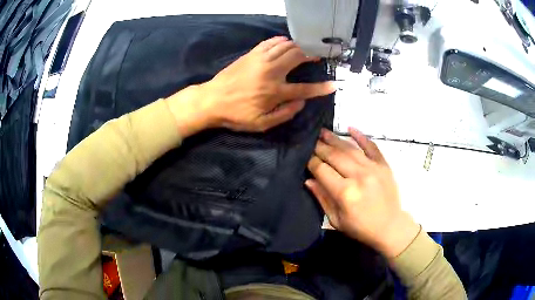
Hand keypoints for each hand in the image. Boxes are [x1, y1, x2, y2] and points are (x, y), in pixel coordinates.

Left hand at [193, 36, 334, 131]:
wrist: (212, 100)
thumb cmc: (236, 115)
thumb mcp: (261, 124)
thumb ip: (285, 114)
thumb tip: (301, 102)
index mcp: (275, 91)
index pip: (305, 89)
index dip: (321, 88)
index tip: (333, 85)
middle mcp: (271, 71)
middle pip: (298, 57)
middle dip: (312, 56)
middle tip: (318, 57)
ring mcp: (261, 60)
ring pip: (286, 46)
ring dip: (299, 46)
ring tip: (305, 50)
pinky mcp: (251, 54)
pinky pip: (270, 42)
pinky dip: (281, 41)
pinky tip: (286, 42)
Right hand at [306, 128, 419, 257]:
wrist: (390, 227)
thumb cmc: (361, 228)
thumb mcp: (336, 220)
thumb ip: (322, 198)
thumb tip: (309, 180)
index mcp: (345, 193)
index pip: (322, 170)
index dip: (311, 162)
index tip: (304, 157)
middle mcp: (359, 176)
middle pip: (334, 156)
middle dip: (320, 147)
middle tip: (310, 140)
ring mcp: (373, 168)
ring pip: (350, 149)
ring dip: (335, 139)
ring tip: (323, 131)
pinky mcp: (384, 165)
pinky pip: (371, 147)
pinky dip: (361, 136)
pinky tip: (350, 128)